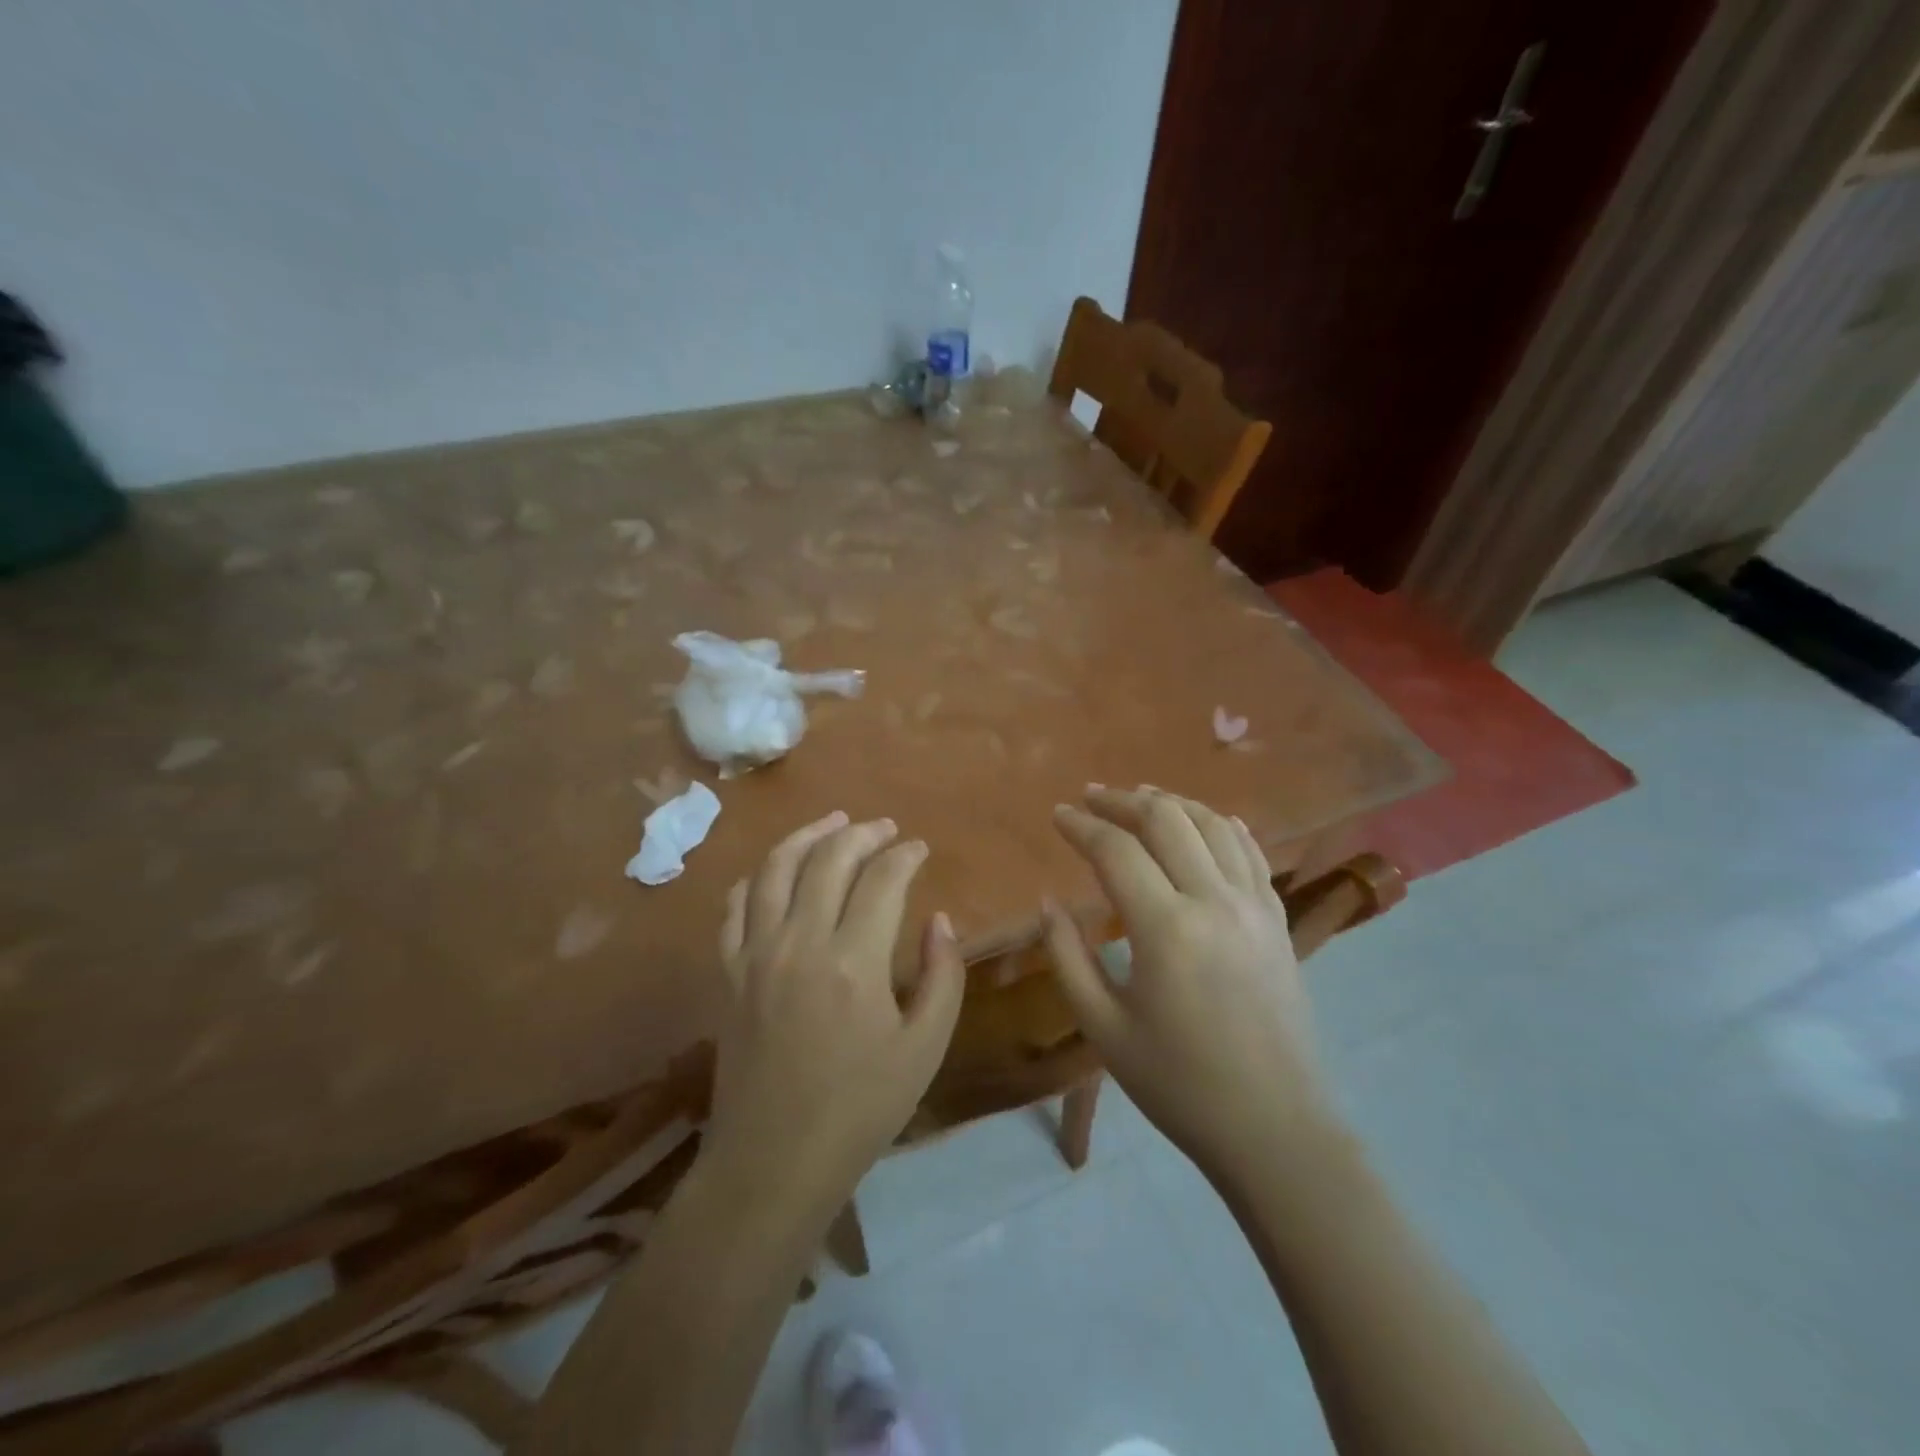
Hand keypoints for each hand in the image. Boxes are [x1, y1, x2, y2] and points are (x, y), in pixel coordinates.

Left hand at [708, 811, 964, 1213]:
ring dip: (806, 836)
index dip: (904, 856)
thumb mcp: (924, 1049)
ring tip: (832, 823)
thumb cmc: (860, 1109)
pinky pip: (735, 907)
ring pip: (775, 869)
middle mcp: (800, 943)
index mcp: (854, 962)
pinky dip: (757, 878)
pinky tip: (775, 872)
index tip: (920, 849)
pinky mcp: (728, 973)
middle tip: (884, 828)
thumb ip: (941, 976)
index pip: (882, 880)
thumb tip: (938, 920)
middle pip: (828, 859)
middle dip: (861, 834)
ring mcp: (756, 955)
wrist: (774, 1162)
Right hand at [1043, 786, 1337, 1176]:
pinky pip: (1251, 852)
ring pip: (1212, 824)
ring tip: (1140, 799)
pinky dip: (1223, 825)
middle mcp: (1214, 902)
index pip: (1116, 851)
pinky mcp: (1278, 920)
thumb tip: (1049, 902)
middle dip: (1122, 801)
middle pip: (1166, 820)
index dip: (1081, 825)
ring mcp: (1254, 907)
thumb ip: (1067, 956)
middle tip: (1091, 797)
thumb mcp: (1103, 1027)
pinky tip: (1207, 820)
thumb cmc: (1177, 1084)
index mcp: (1166, 930)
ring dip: (1172, 803)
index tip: (1058, 814)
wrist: (1273, 1128)